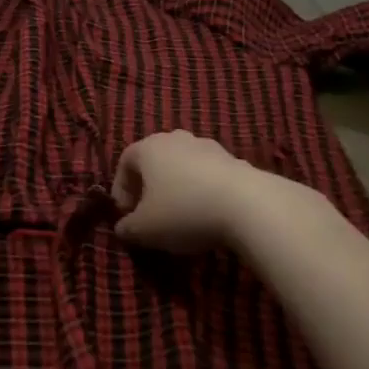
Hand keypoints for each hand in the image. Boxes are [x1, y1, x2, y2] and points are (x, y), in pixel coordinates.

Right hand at [112, 130, 283, 252]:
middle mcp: (176, 139)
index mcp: (149, 147)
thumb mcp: (144, 229)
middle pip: (155, 160)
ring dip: (177, 187)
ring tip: (180, 216)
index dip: (121, 188)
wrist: (247, 204)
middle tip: (150, 214)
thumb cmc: (183, 211)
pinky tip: (208, 214)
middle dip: (149, 187)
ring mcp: (208, 146)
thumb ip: (127, 228)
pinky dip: (202, 190)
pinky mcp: (234, 159)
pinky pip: (208, 174)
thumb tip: (122, 228)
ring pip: (183, 166)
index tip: (126, 214)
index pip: (125, 161)